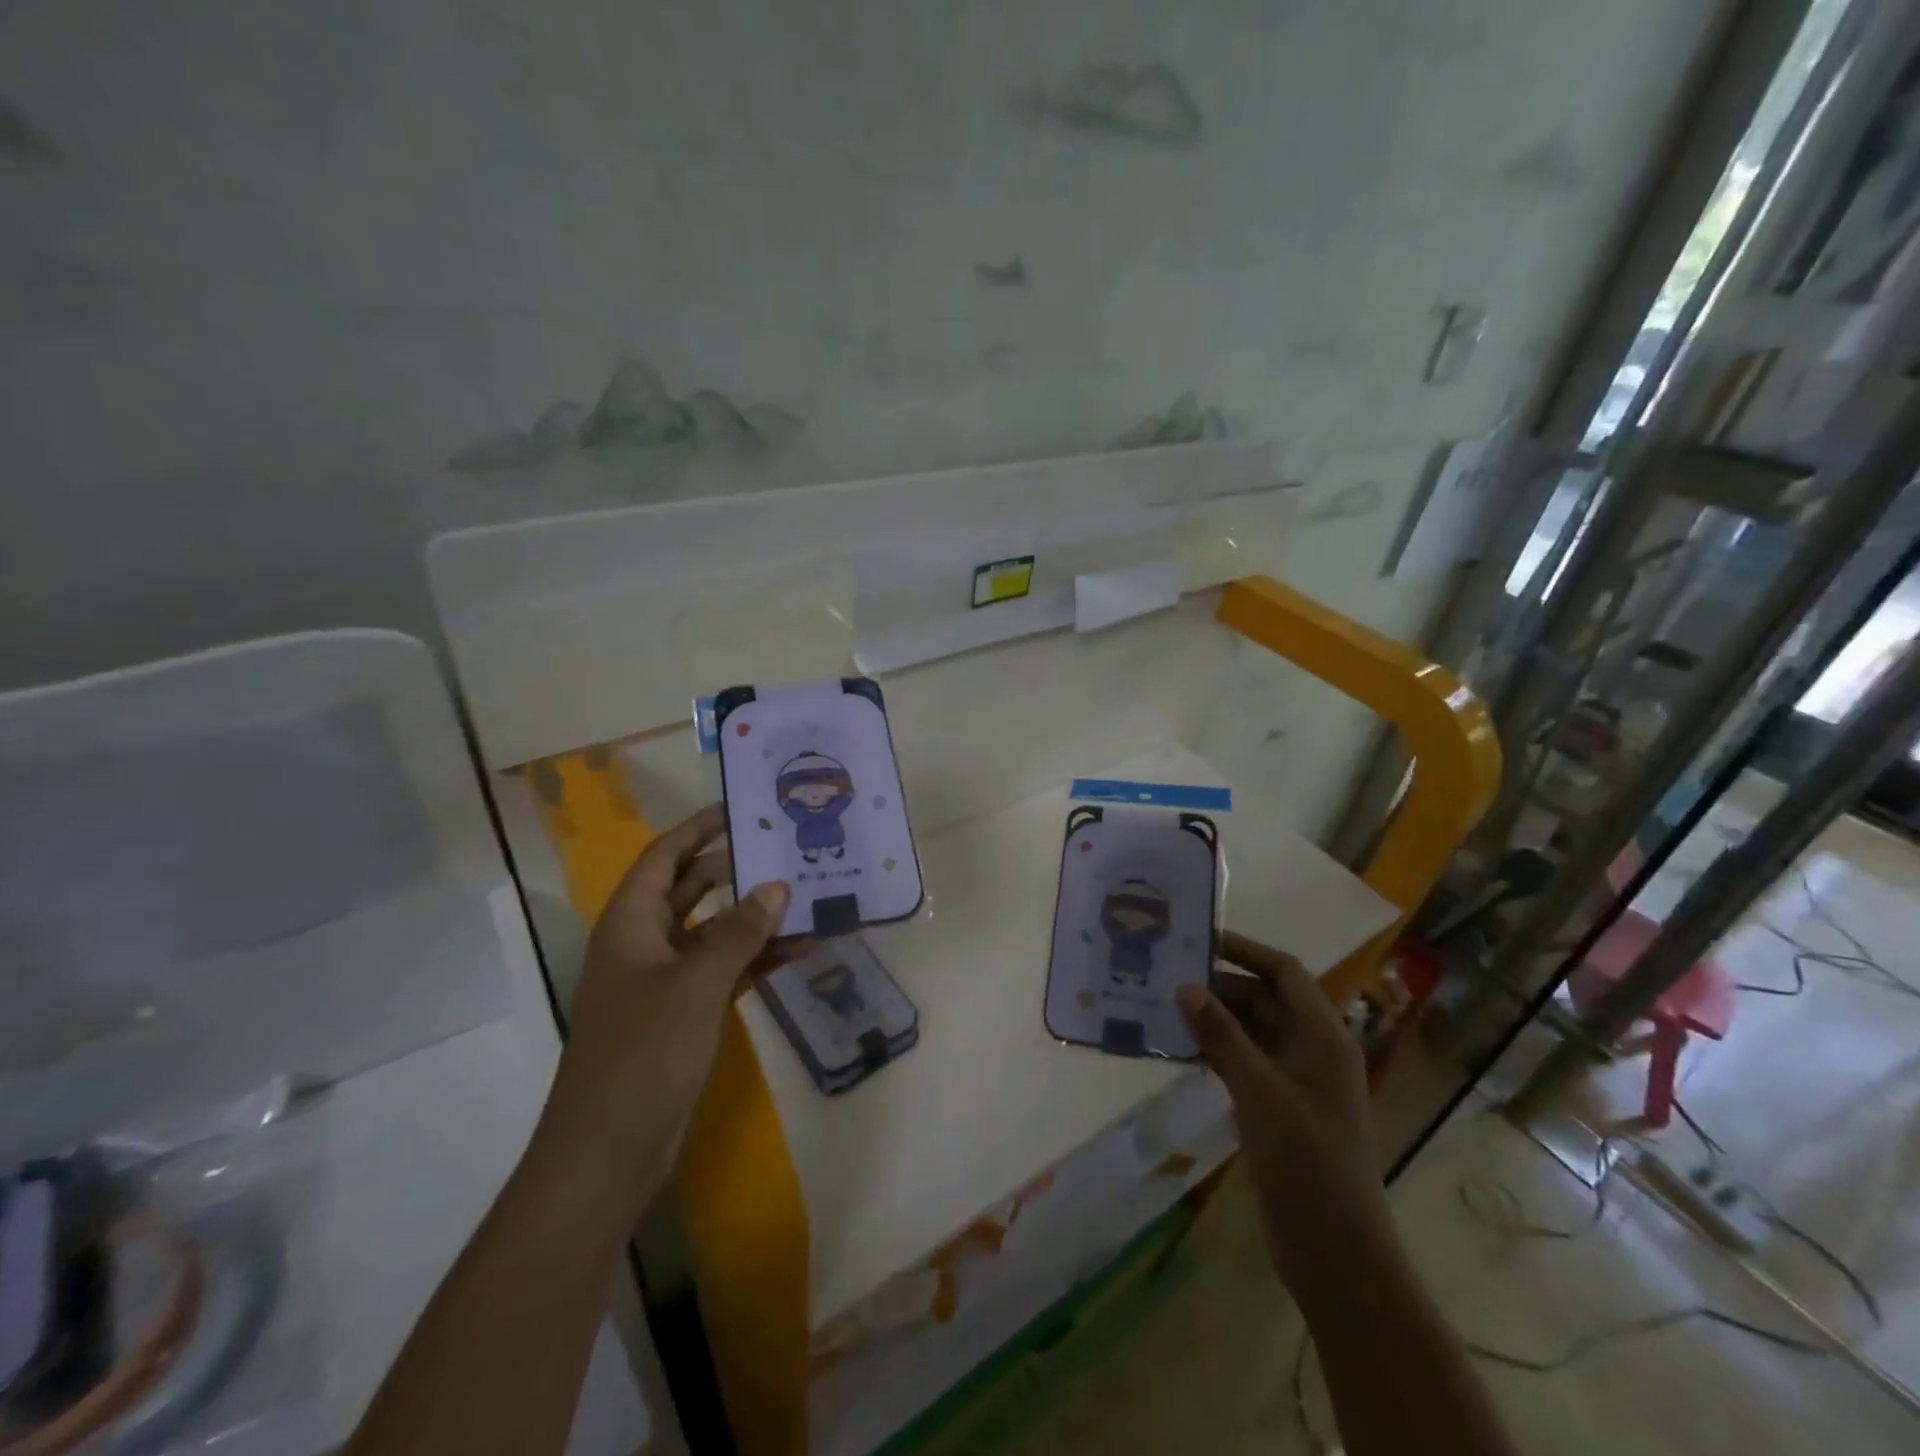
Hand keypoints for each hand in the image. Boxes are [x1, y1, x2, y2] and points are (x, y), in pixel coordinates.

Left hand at [540, 804, 790, 1211]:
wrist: (608, 1151)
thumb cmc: (643, 1054)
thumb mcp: (696, 985)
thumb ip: (739, 932)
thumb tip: (777, 886)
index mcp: (631, 923)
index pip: (665, 856)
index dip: (699, 828)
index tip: (741, 809)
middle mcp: (644, 942)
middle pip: (692, 889)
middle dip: (737, 870)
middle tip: (786, 851)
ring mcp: (664, 979)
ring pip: (714, 931)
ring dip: (756, 918)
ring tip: (809, 899)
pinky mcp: (683, 1011)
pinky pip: (724, 968)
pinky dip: (756, 958)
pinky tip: (800, 950)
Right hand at [1175, 931, 1386, 1280]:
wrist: (1336, 1252)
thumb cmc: (1306, 1161)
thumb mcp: (1259, 1091)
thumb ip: (1222, 1035)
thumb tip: (1186, 986)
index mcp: (1322, 1036)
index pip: (1284, 972)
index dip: (1245, 950)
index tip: (1199, 938)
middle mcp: (1312, 1049)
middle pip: (1265, 999)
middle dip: (1220, 985)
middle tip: (1168, 975)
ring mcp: (1296, 1080)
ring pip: (1252, 1031)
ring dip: (1214, 1018)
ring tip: (1163, 1006)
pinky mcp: (1280, 1107)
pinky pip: (1245, 1061)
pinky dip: (1216, 1050)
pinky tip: (1179, 1049)